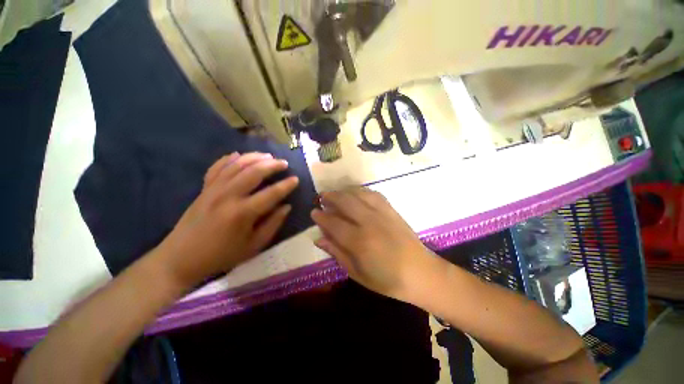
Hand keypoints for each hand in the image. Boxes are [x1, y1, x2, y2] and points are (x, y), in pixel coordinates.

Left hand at [156, 152, 298, 287]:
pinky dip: (228, 159)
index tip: (296, 179)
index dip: (286, 185)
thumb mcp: (253, 245)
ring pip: (237, 165)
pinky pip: (217, 167)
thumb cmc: (222, 255)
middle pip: (254, 172)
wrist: (181, 258)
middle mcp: (228, 196)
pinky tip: (238, 155)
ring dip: (254, 157)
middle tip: (284, 163)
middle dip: (272, 165)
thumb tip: (286, 207)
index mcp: (243, 213)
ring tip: (268, 156)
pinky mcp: (204, 189)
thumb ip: (273, 224)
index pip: (271, 193)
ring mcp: (214, 190)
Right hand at [311, 188, 440, 302]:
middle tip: (322, 197)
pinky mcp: (392, 210)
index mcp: (359, 242)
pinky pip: (374, 194)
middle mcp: (369, 222)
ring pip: (359, 194)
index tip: (313, 212)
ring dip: (345, 191)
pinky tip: (356, 193)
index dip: (321, 217)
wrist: (421, 273)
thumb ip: (337, 253)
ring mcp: (382, 213)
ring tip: (336, 193)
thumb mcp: (358, 273)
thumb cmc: (388, 280)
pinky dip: (362, 191)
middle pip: (346, 202)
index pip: (334, 223)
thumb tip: (319, 239)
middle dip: (331, 197)